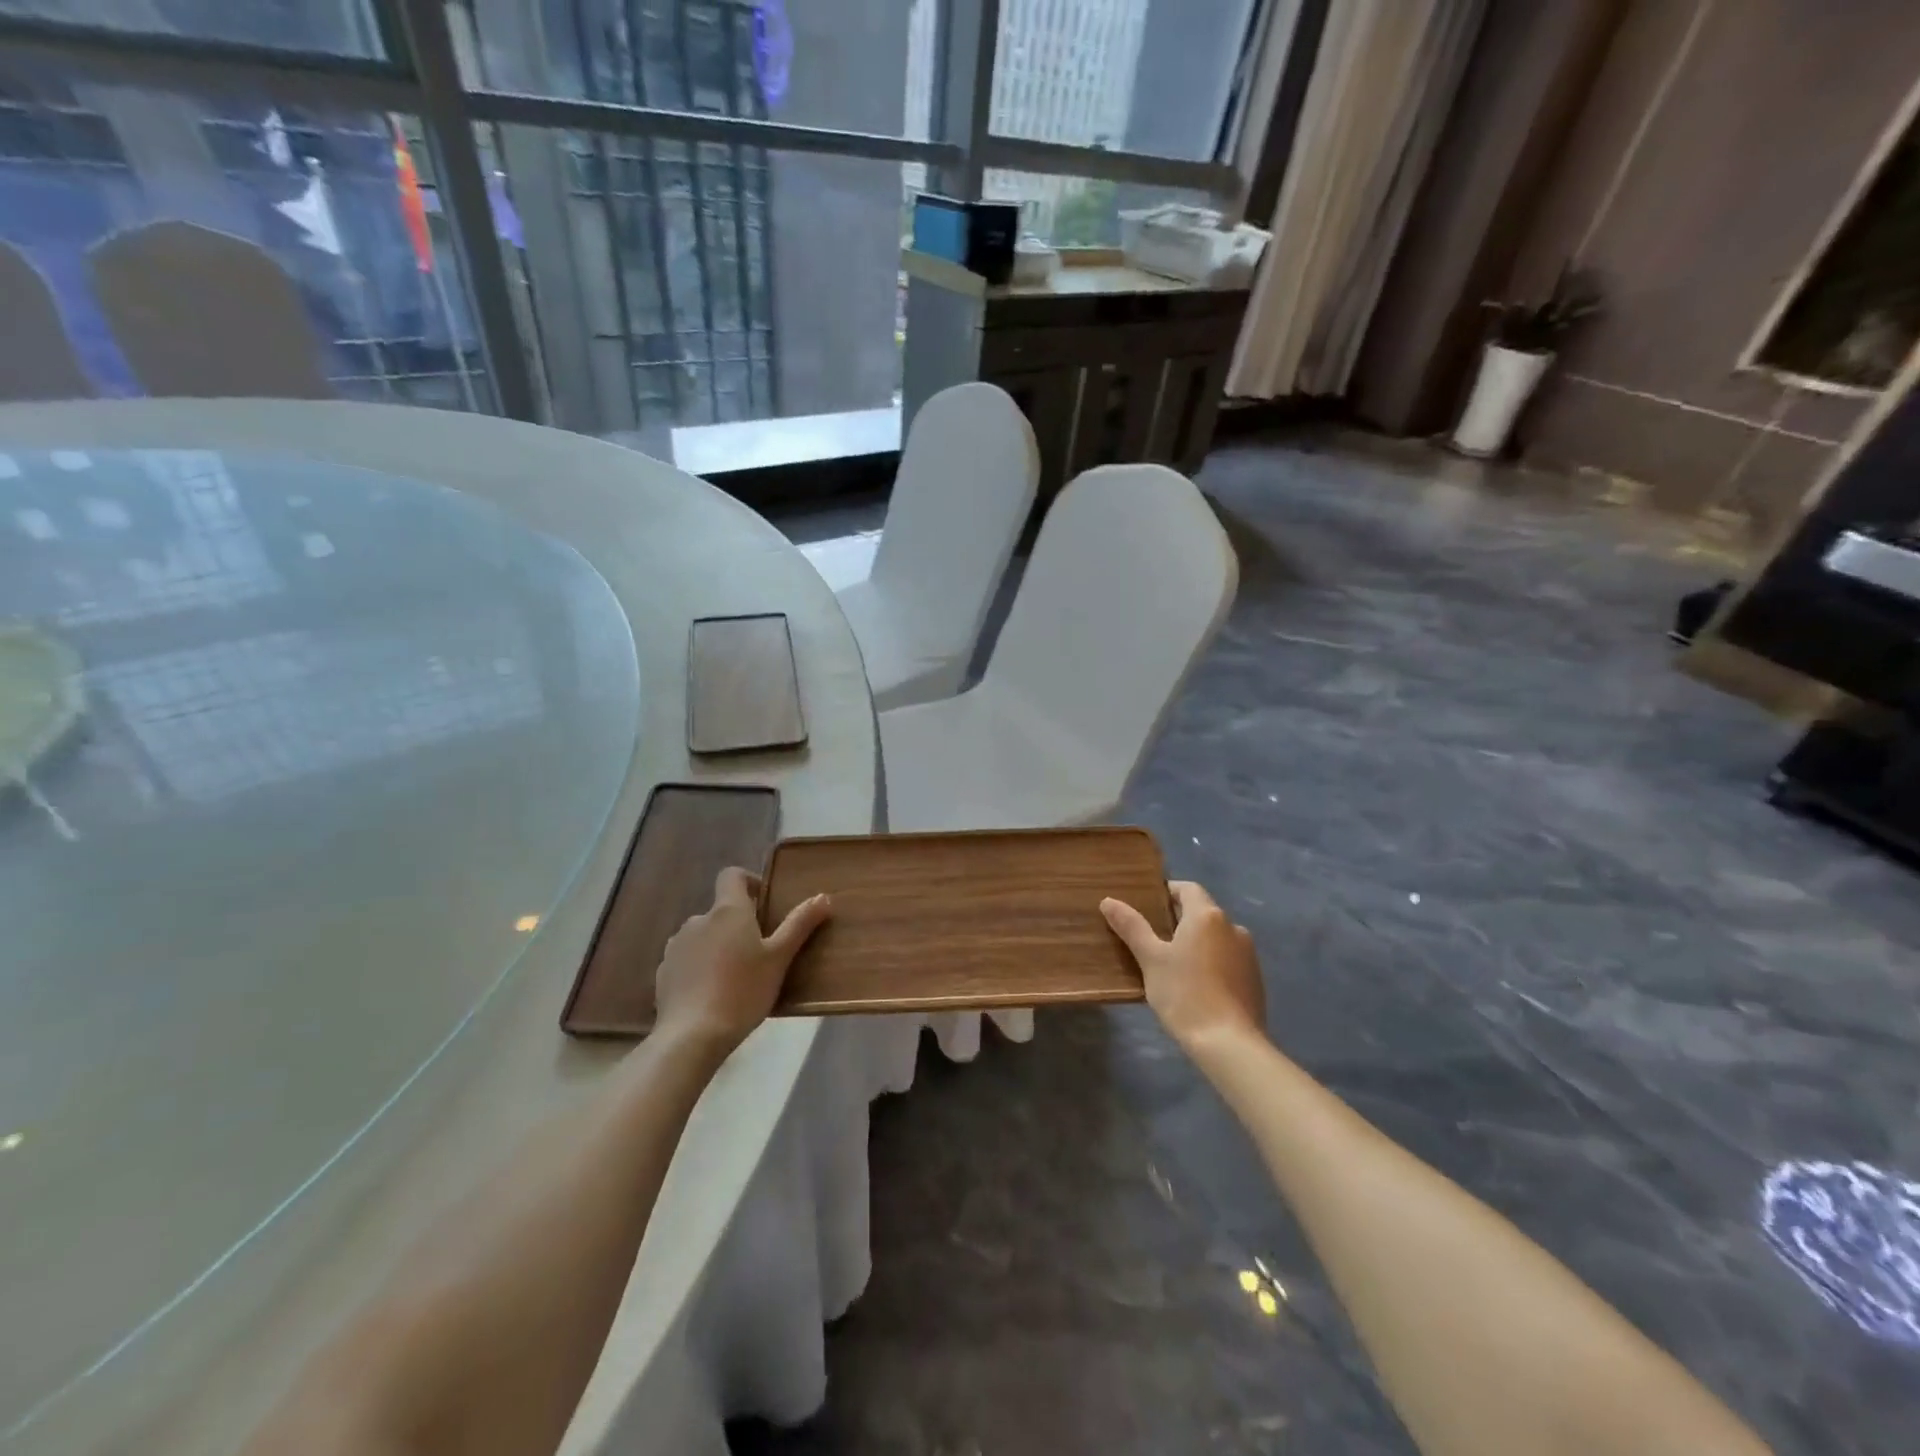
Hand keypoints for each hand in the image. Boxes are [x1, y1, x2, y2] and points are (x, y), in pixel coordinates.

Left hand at [653, 867, 830, 1053]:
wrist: (692, 1035)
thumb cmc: (743, 990)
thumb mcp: (779, 958)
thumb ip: (800, 924)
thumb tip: (823, 896)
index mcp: (728, 911)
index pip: (732, 875)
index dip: (749, 882)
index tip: (765, 903)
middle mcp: (698, 920)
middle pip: (720, 911)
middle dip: (738, 924)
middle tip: (759, 951)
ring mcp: (676, 946)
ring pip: (703, 936)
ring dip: (718, 946)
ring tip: (736, 976)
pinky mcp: (663, 972)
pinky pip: (687, 960)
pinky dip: (700, 967)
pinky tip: (713, 993)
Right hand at [1101, 880, 1265, 1054]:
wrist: (1229, 1044)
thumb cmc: (1185, 994)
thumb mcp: (1151, 959)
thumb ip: (1131, 927)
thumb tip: (1108, 901)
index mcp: (1207, 916)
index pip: (1187, 889)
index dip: (1167, 892)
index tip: (1147, 905)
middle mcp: (1233, 927)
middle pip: (1202, 913)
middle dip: (1178, 921)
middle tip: (1151, 938)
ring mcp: (1248, 954)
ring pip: (1215, 938)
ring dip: (1196, 944)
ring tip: (1171, 965)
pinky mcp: (1255, 980)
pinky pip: (1227, 960)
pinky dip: (1211, 963)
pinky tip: (1195, 987)